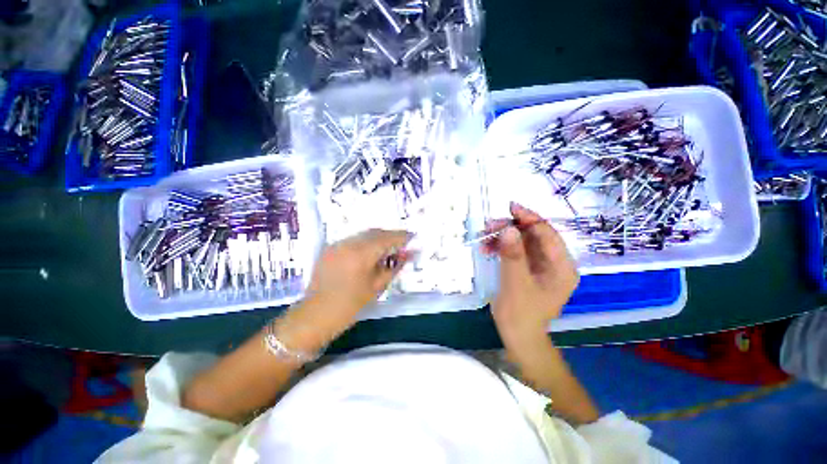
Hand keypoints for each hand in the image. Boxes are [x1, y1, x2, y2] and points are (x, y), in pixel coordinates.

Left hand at [297, 229, 412, 337]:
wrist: (315, 315)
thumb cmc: (350, 305)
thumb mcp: (377, 286)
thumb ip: (394, 266)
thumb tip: (409, 254)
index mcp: (361, 254)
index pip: (387, 238)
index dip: (401, 236)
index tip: (412, 237)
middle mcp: (348, 243)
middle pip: (375, 232)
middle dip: (390, 236)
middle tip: (401, 245)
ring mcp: (337, 244)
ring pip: (363, 234)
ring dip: (378, 239)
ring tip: (387, 250)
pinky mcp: (330, 248)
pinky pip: (352, 239)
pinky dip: (365, 242)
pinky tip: (369, 254)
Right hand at [485, 202, 578, 338]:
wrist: (517, 336)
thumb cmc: (520, 314)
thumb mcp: (516, 284)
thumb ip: (513, 256)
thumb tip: (508, 230)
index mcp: (562, 267)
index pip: (548, 234)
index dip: (530, 218)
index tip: (510, 208)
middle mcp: (554, 263)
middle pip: (534, 235)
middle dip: (511, 228)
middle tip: (489, 226)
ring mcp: (540, 265)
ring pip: (522, 241)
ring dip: (503, 237)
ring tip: (483, 238)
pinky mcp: (527, 269)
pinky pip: (515, 251)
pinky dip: (501, 247)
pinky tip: (486, 249)